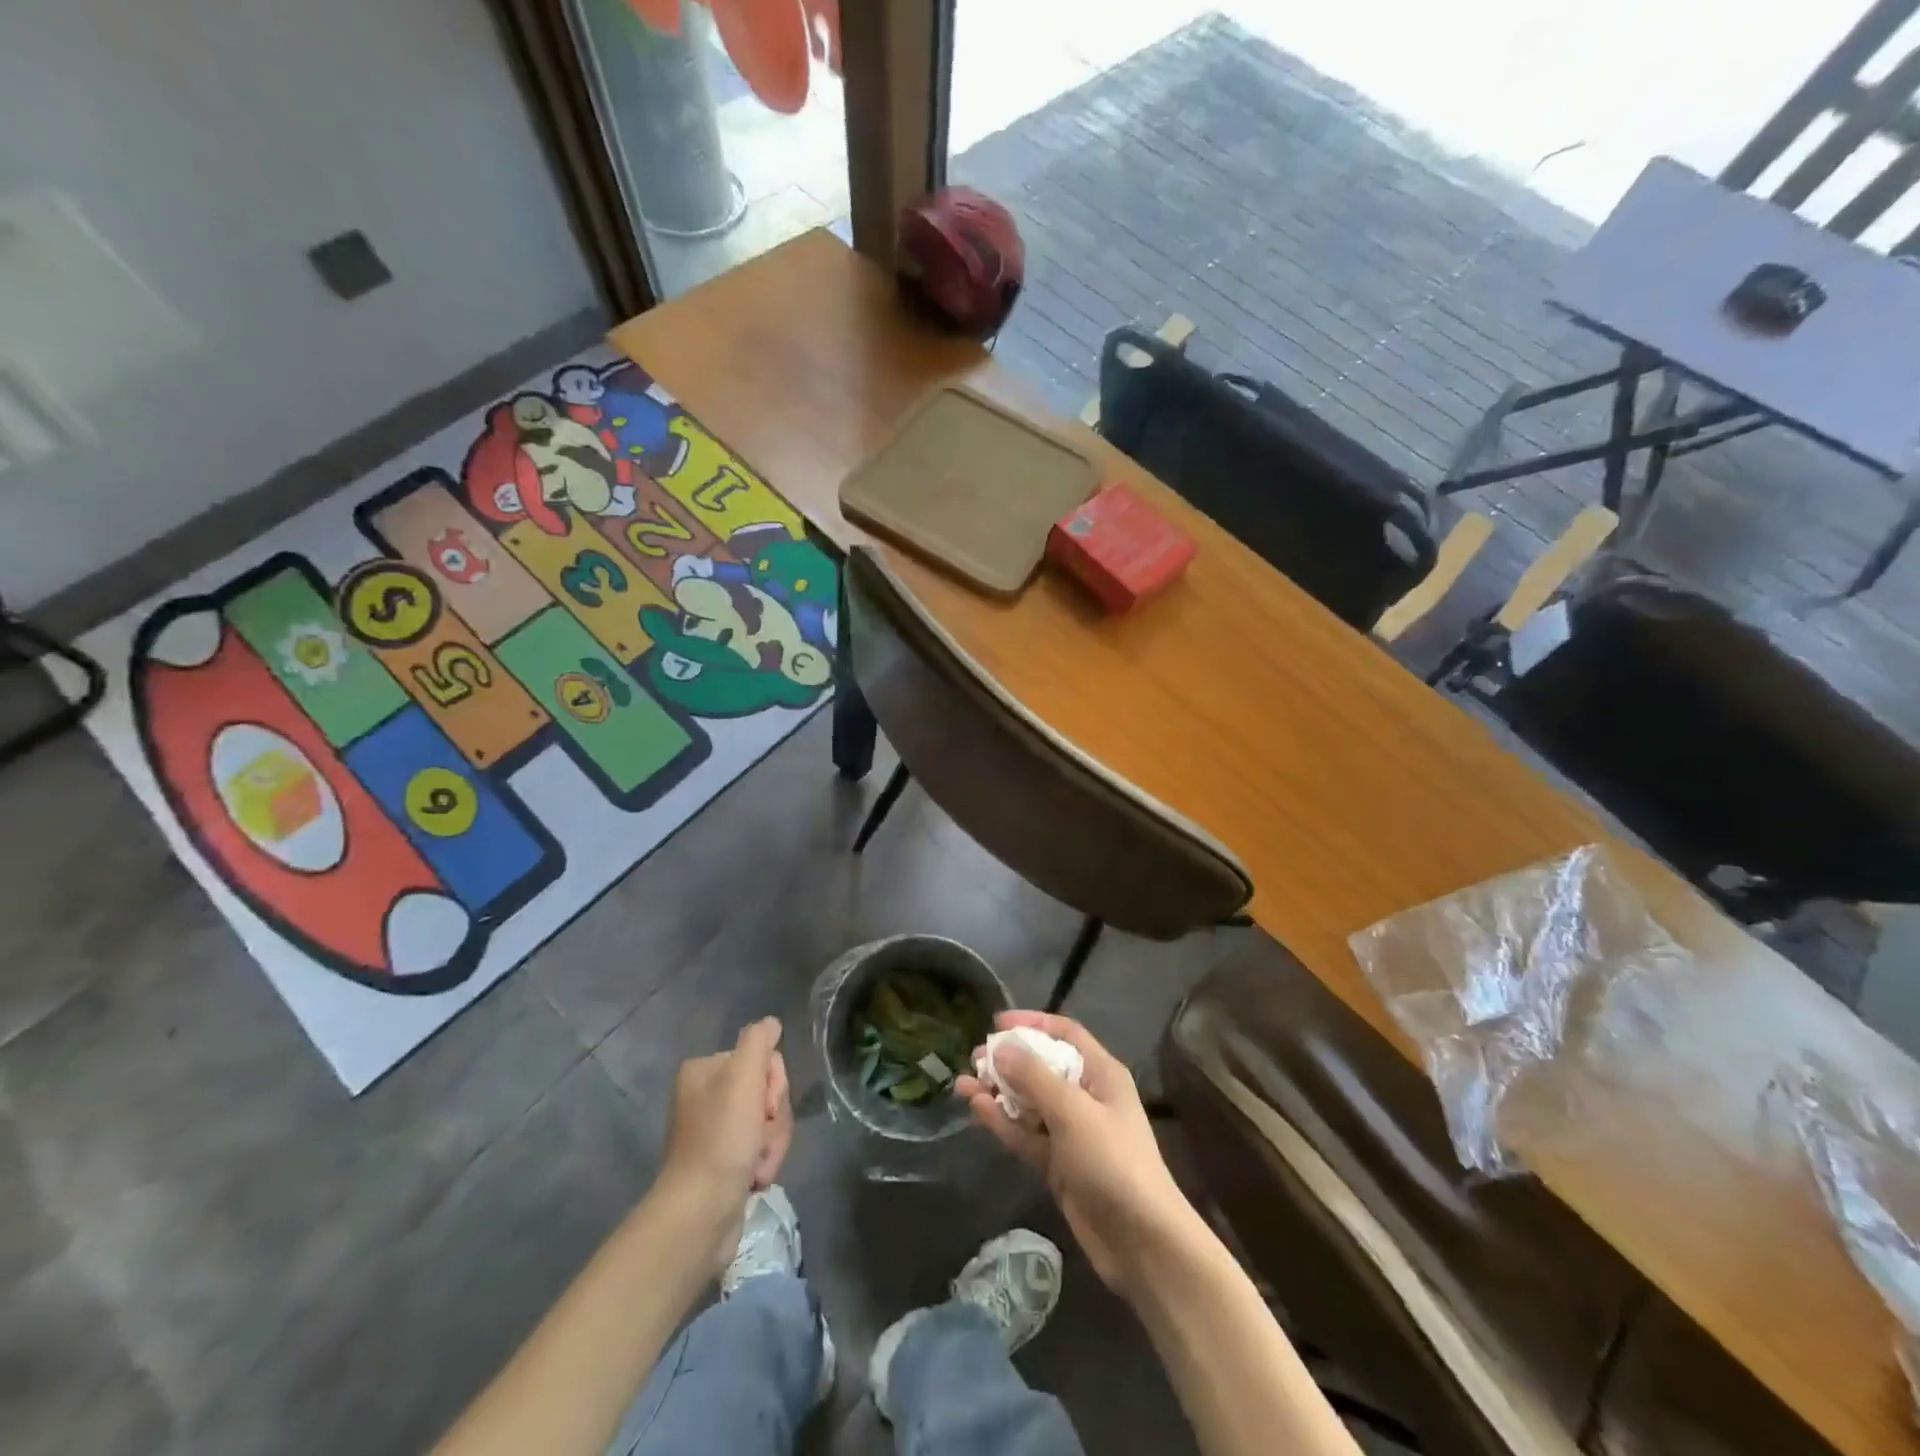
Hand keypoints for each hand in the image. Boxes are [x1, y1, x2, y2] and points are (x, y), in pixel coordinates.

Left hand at [660, 1018, 793, 1273]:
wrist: (700, 1213)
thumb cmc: (722, 1138)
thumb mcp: (744, 1075)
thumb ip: (759, 1041)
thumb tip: (772, 1023)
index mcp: (704, 1071)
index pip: (760, 1058)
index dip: (773, 1081)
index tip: (765, 1105)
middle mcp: (706, 1097)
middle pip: (766, 1090)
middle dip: (775, 1117)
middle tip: (762, 1137)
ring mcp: (715, 1132)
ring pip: (768, 1122)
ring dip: (773, 1142)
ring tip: (758, 1165)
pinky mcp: (723, 1164)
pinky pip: (760, 1149)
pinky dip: (764, 1162)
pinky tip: (755, 1178)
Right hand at [957, 1012, 1201, 1295]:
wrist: (1141, 1242)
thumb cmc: (1113, 1161)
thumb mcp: (1072, 1111)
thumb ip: (1034, 1076)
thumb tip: (1001, 1048)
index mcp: (1101, 1074)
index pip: (1065, 1034)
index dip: (1033, 1023)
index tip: (997, 1024)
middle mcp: (1086, 1097)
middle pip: (1042, 1067)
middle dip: (1009, 1060)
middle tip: (974, 1058)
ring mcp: (1071, 1133)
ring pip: (1029, 1102)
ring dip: (999, 1092)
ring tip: (963, 1083)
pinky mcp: (1058, 1165)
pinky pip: (1026, 1134)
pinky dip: (1003, 1122)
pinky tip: (978, 1109)